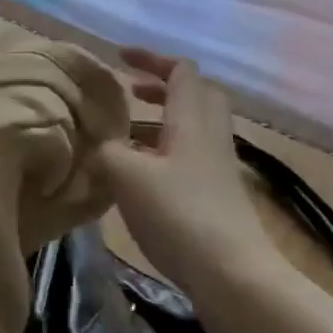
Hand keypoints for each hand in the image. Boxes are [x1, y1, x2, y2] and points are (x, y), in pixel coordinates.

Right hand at [99, 49, 281, 298]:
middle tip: (129, 93)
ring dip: (160, 121)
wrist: (232, 275)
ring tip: (124, 135)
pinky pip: (189, 156)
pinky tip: (139, 175)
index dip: (150, 58)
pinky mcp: (216, 195)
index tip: (119, 57)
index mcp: (191, 120)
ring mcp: (217, 167)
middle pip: (196, 94)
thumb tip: (99, 143)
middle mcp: (209, 136)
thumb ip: (105, 149)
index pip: (180, 71)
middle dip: (161, 87)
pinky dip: (164, 152)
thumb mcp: (125, 175)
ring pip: (192, 127)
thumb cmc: (178, 214)